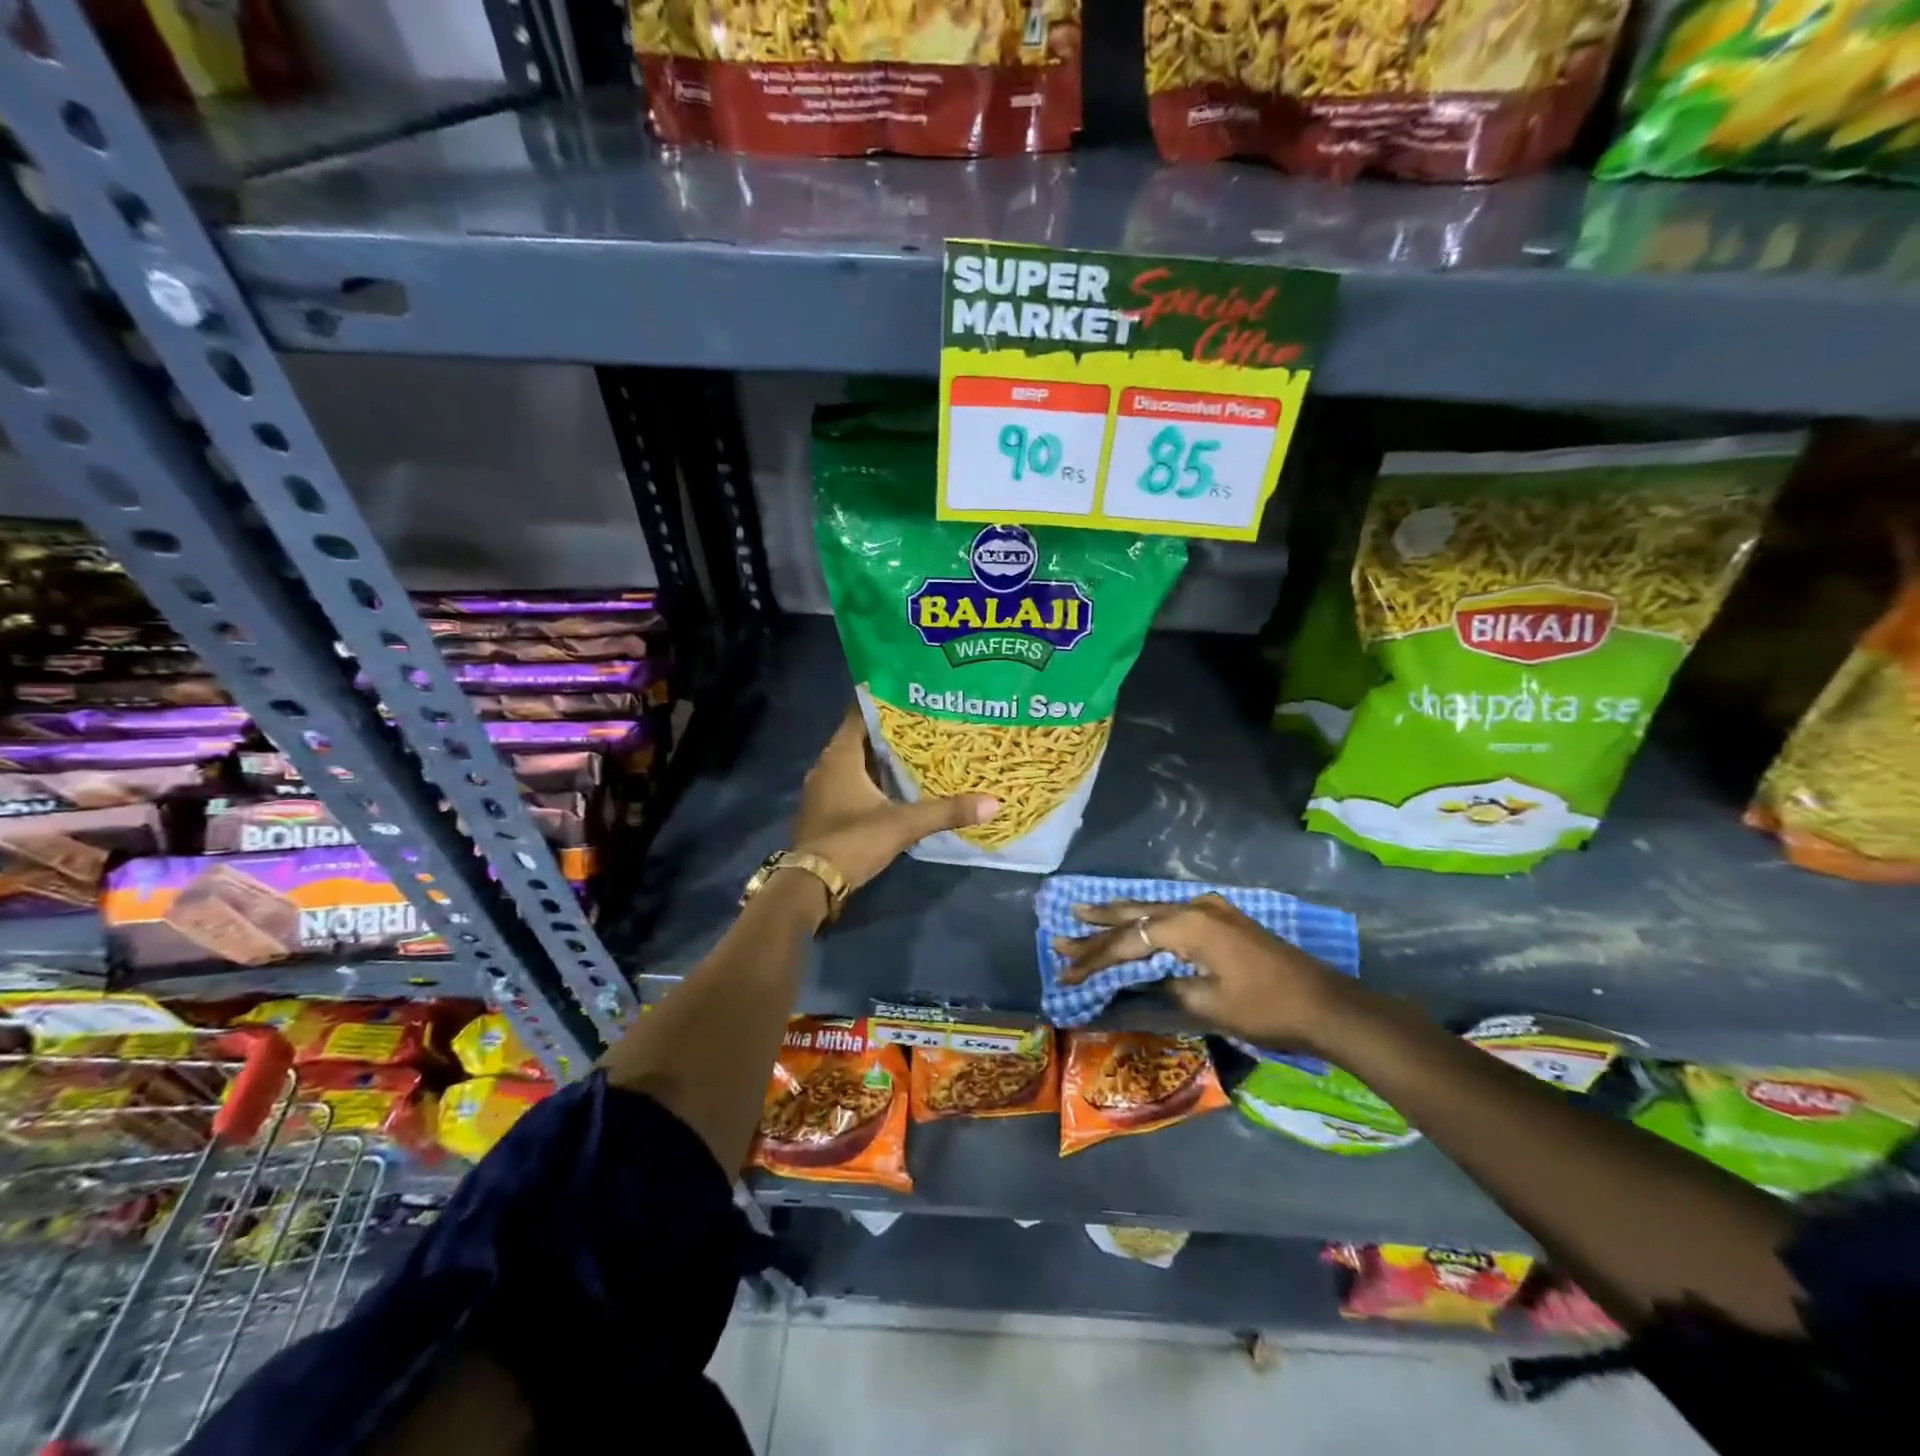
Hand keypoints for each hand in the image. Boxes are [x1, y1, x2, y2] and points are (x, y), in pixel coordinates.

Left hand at [792, 706, 999, 894]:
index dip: (885, 702)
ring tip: (918, 752)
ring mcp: (822, 790)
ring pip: (856, 763)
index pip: (860, 714)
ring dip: (882, 759)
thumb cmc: (852, 841)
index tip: (913, 695)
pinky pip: (851, 784)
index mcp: (840, 756)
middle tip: (926, 723)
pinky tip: (897, 787)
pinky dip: (872, 781)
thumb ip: (946, 811)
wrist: (811, 884)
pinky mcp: (825, 811)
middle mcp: (826, 766)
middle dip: (890, 732)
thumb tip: (994, 802)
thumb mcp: (903, 824)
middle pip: (861, 738)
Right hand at [1052, 894, 1355, 1052]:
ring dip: (1118, 919)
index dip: (1094, 959)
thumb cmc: (1265, 1008)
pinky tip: (1132, 921)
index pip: (1127, 940)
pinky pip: (1170, 915)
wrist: (1326, 1005)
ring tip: (1082, 913)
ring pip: (1151, 911)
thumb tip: (1146, 977)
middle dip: (1096, 929)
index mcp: (1188, 925)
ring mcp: (1211, 910)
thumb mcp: (1208, 1004)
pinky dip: (1144, 921)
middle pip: (1134, 917)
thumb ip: (1167, 984)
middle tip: (1060, 935)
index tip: (1065, 973)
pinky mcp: (1222, 919)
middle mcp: (1195, 907)